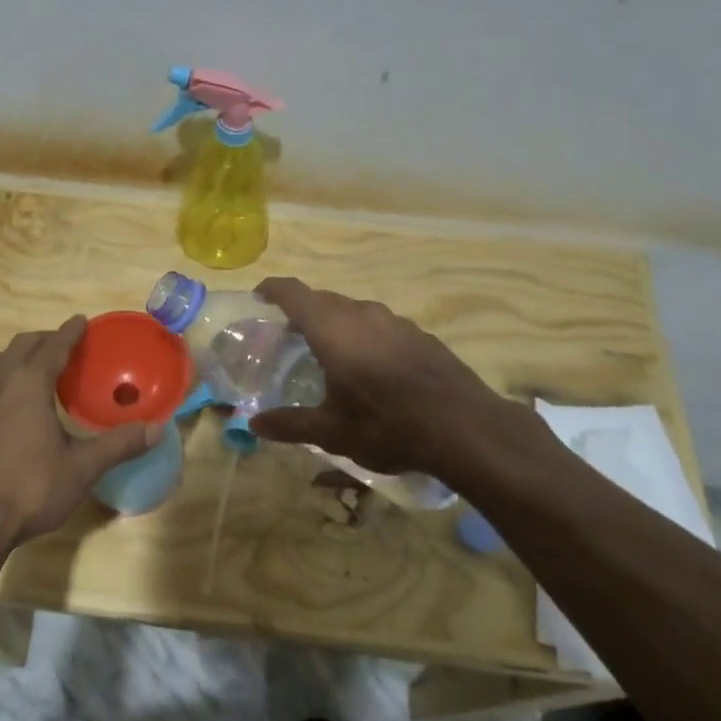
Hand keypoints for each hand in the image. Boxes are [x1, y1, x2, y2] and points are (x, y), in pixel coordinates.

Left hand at [0, 317, 160, 550]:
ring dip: (12, 358)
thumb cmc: (29, 488)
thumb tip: (157, 429)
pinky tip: (2, 412)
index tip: (81, 321)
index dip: (69, 332)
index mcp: (29, 385)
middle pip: (19, 348)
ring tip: (29, 370)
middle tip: (62, 346)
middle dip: (42, 341)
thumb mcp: (82, 468)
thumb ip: (119, 445)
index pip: (52, 346)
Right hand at [247, 277, 553, 482]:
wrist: (466, 428)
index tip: (260, 294)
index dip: (274, 288)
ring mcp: (395, 322)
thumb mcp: (332, 432)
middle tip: (290, 333)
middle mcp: (362, 315)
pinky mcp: (420, 334)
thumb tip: (254, 424)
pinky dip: (364, 334)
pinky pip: (381, 325)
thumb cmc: (387, 425)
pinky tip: (372, 365)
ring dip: (336, 322)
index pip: (294, 293)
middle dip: (303, 310)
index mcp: (333, 329)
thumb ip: (291, 424)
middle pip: (324, 299)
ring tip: (330, 350)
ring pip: (355, 310)